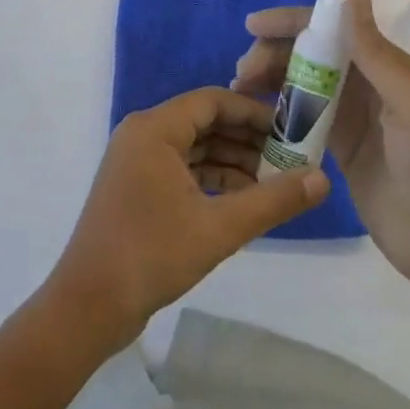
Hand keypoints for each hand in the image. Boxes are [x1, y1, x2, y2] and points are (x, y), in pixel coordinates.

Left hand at [45, 88, 329, 350]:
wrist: (88, 308)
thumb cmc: (151, 255)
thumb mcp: (219, 228)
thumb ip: (272, 201)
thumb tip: (322, 178)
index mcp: (155, 128)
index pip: (213, 101)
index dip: (254, 112)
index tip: (290, 129)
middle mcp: (143, 135)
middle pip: (204, 123)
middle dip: (247, 139)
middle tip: (289, 158)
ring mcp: (137, 162)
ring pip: (195, 148)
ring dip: (232, 163)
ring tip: (274, 182)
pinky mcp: (137, 189)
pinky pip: (182, 170)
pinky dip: (212, 181)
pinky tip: (244, 201)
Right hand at [234, 0, 409, 292]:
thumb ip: (376, 52)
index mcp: (386, 65)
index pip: (333, 28)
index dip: (293, 21)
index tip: (254, 26)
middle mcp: (367, 83)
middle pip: (311, 54)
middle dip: (275, 53)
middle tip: (242, 72)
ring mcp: (352, 117)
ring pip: (302, 84)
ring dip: (271, 80)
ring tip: (240, 91)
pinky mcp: (340, 149)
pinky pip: (303, 119)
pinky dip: (279, 113)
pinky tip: (255, 117)